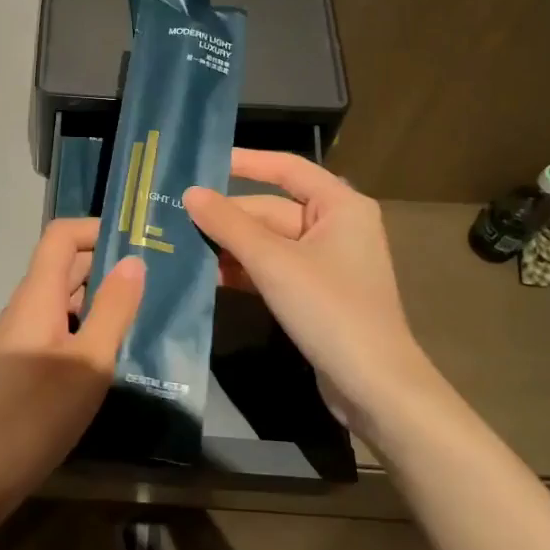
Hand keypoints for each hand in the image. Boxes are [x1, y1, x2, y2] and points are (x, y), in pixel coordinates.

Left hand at [0, 218, 144, 519]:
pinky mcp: (25, 365)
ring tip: (147, 312)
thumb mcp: (89, 361)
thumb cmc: (36, 414)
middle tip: (159, 277)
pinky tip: (115, 352)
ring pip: (65, 300)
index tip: (141, 242)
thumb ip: (113, 309)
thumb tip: (134, 260)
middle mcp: (27, 307)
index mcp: (37, 295)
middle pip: (65, 265)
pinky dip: (89, 327)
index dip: (97, 229)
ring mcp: (23, 337)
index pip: (62, 235)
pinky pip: (60, 328)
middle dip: (109, 263)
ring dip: (102, 298)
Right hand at [184, 150, 431, 436]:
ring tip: (181, 246)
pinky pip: (274, 269)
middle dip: (228, 217)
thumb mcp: (274, 263)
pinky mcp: (315, 293)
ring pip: (268, 242)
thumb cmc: (330, 310)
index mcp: (340, 205)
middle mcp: (335, 226)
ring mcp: (326, 262)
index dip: (245, 162)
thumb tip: (190, 193)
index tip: (202, 163)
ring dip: (231, 246)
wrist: (374, 387)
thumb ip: (229, 225)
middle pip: (271, 209)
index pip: (286, 168)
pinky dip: (245, 271)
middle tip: (175, 217)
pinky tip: (208, 277)